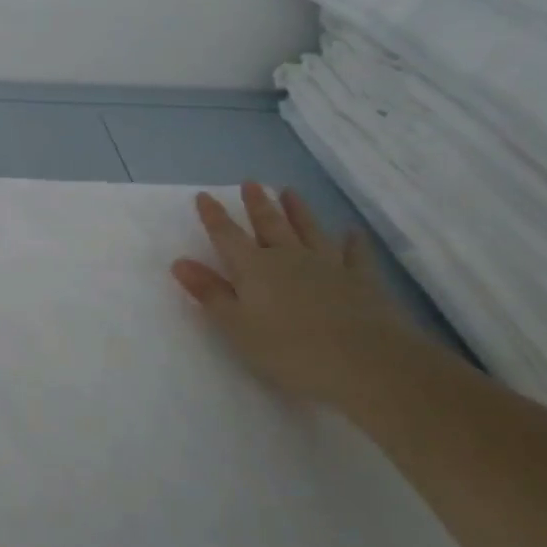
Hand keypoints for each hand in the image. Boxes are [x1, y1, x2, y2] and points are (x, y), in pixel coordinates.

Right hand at [171, 183, 422, 406]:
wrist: (366, 363)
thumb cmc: (289, 350)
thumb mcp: (237, 326)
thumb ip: (210, 293)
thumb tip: (180, 262)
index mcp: (254, 267)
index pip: (227, 235)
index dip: (213, 216)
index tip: (204, 195)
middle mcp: (288, 257)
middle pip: (269, 224)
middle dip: (257, 203)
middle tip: (251, 183)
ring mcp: (328, 265)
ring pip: (309, 229)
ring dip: (298, 211)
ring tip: (289, 192)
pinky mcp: (361, 281)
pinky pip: (355, 254)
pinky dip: (352, 242)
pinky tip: (352, 233)